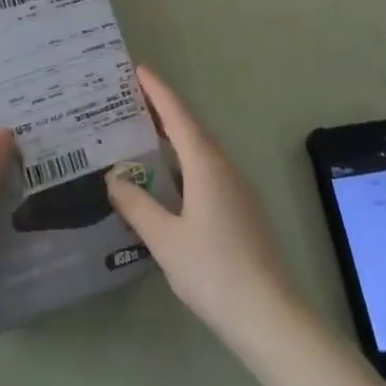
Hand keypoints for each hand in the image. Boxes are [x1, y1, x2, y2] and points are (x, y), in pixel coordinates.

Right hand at [107, 66, 301, 349]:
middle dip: (163, 111)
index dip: (157, 90)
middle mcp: (224, 167)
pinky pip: (208, 172)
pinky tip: (170, 183)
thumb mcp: (165, 240)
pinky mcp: (243, 212)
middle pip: (191, 129)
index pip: (177, 115)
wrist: (271, 317)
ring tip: (145, 137)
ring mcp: (238, 190)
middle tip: (133, 100)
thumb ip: (137, 207)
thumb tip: (113, 179)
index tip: (139, 69)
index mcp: (205, 164)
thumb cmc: (214, 272)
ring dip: (174, 139)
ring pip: (201, 152)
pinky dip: (185, 164)